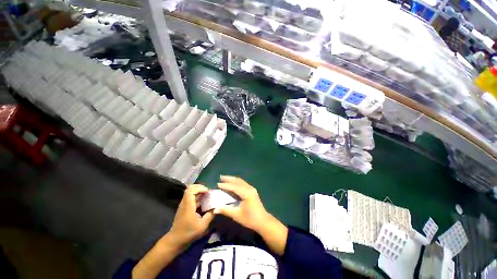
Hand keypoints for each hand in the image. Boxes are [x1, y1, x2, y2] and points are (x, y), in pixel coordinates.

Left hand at [168, 184, 213, 245]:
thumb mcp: (202, 225)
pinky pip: (190, 198)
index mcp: (188, 205)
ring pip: (190, 192)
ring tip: (207, 195)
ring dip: (199, 191)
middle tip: (208, 191)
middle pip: (190, 188)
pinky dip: (197, 196)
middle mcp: (185, 203)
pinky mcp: (184, 208)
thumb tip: (217, 207)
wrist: (175, 241)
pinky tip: (203, 201)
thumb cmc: (189, 233)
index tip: (208, 192)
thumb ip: (210, 215)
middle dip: (200, 188)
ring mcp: (184, 205)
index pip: (192, 190)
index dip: (201, 188)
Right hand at [214, 176, 270, 232]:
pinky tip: (233, 183)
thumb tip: (215, 209)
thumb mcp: (237, 215)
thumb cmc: (250, 219)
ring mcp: (252, 189)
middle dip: (229, 179)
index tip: (218, 184)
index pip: (234, 187)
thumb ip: (226, 210)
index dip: (226, 185)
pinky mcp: (252, 191)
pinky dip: (237, 182)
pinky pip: (243, 183)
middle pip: (238, 181)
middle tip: (221, 177)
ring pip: (241, 181)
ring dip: (233, 179)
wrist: (263, 221)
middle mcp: (249, 189)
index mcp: (246, 193)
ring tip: (225, 178)